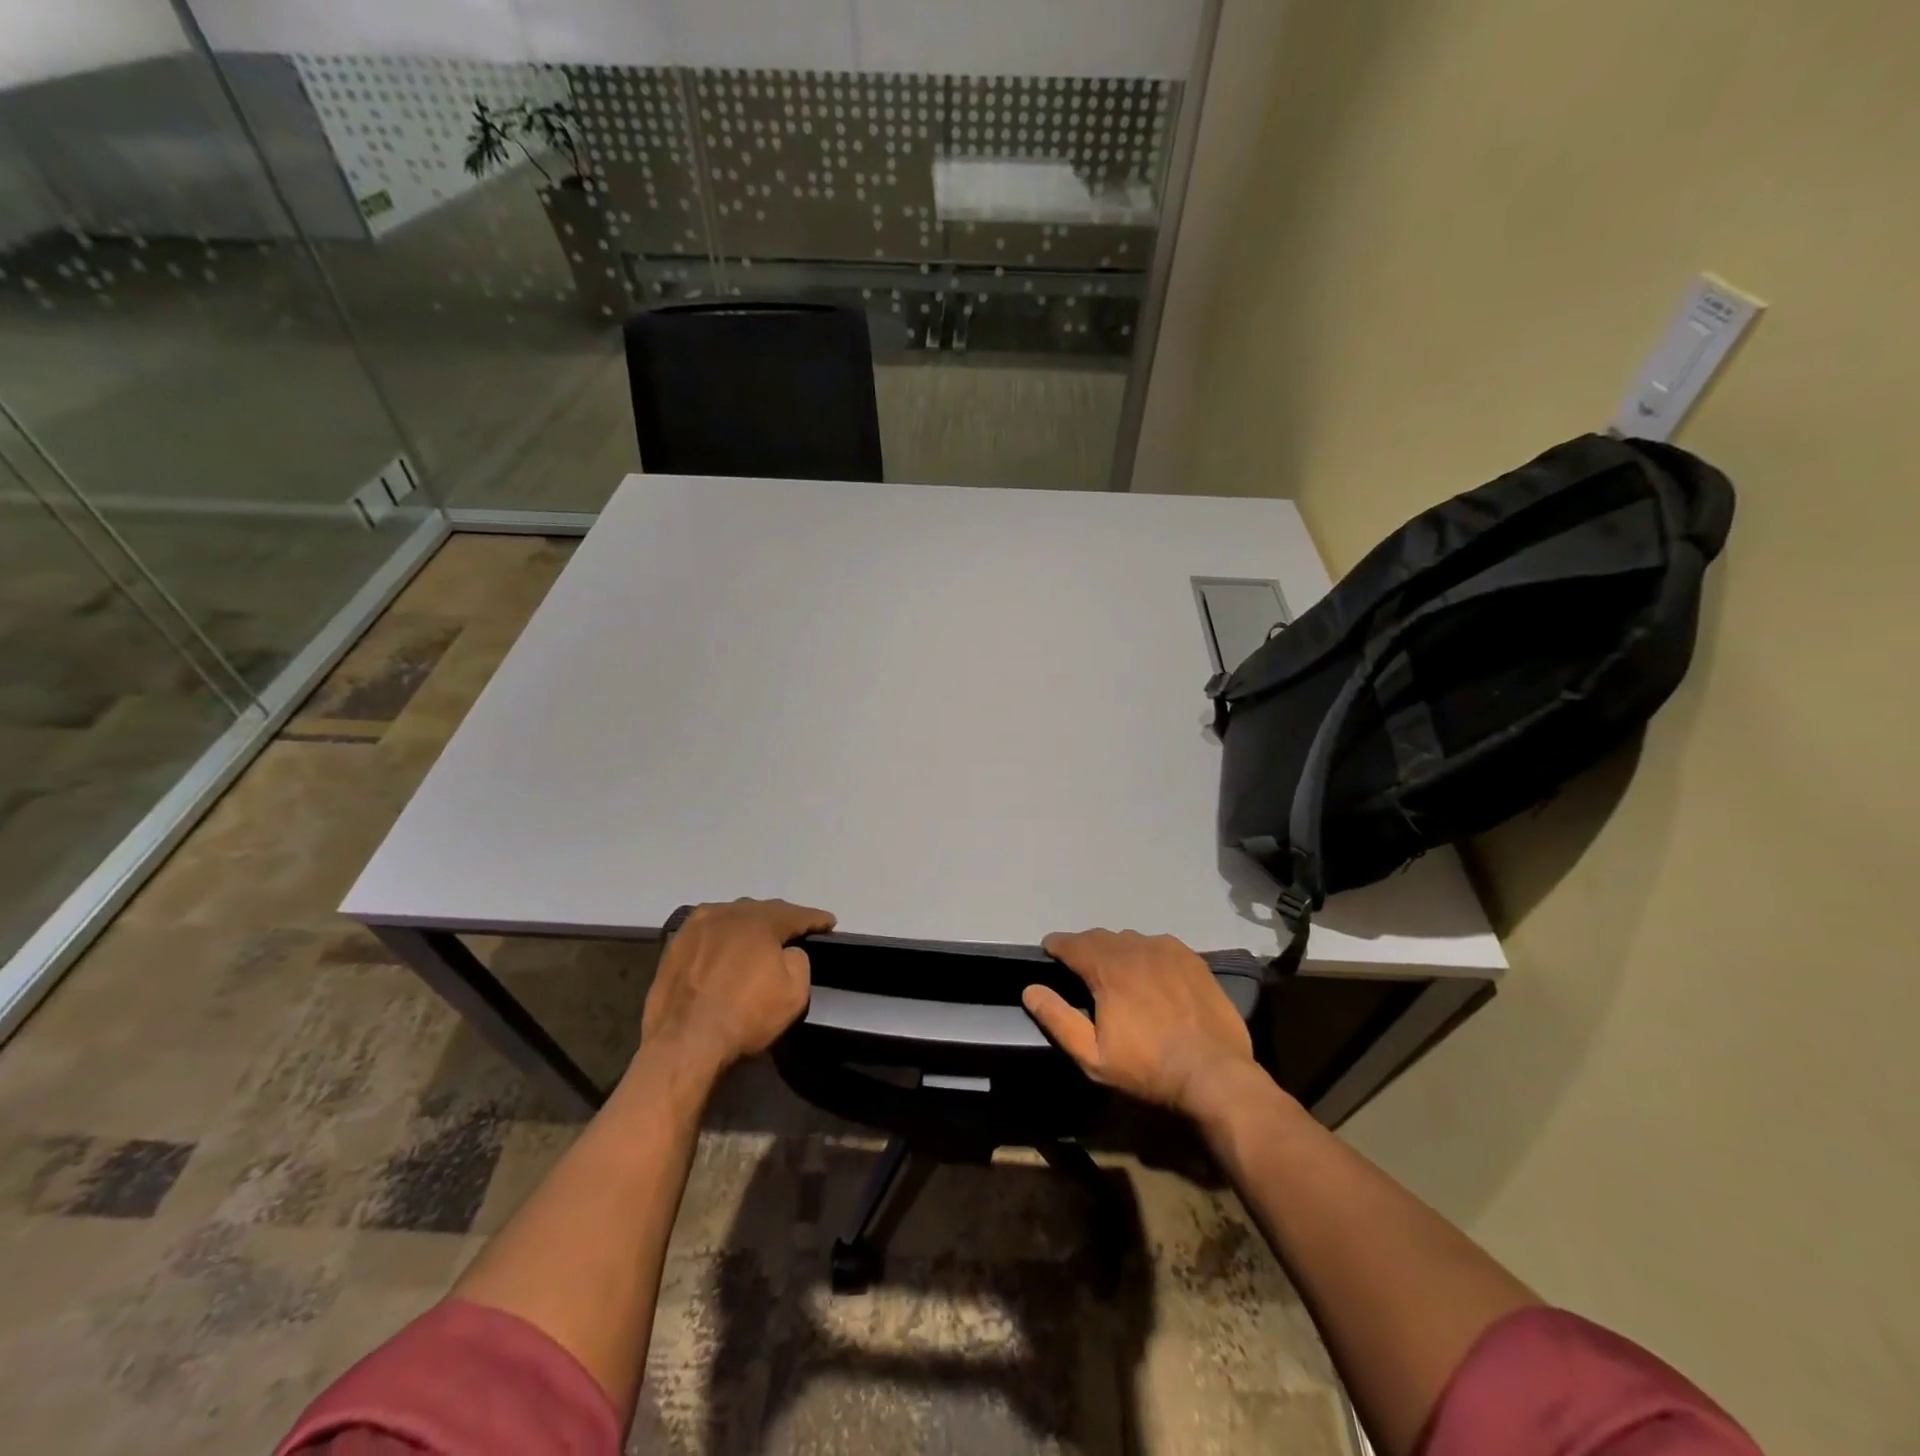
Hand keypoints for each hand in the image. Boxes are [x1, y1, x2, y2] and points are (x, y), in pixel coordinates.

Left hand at [640, 898, 835, 1076]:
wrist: (683, 1043)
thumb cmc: (745, 1016)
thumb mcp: (794, 993)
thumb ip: (799, 960)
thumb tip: (787, 951)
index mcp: (760, 920)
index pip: (796, 914)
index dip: (815, 918)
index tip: (829, 922)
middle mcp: (727, 913)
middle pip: (762, 910)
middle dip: (780, 919)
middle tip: (794, 930)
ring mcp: (696, 926)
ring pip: (732, 917)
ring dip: (748, 925)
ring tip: (759, 938)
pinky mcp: (675, 944)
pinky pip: (708, 932)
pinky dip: (722, 937)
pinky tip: (725, 948)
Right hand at [1022, 928, 1257, 1119]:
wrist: (1214, 1074)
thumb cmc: (1147, 1068)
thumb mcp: (1092, 1056)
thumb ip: (1058, 1019)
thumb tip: (1030, 989)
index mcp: (1107, 968)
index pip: (1072, 943)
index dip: (1056, 945)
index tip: (1049, 951)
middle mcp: (1135, 948)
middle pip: (1100, 937)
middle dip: (1084, 947)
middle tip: (1080, 965)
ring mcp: (1167, 950)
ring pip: (1130, 938)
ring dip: (1115, 949)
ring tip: (1114, 969)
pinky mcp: (1192, 958)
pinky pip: (1158, 944)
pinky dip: (1145, 952)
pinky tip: (1149, 971)